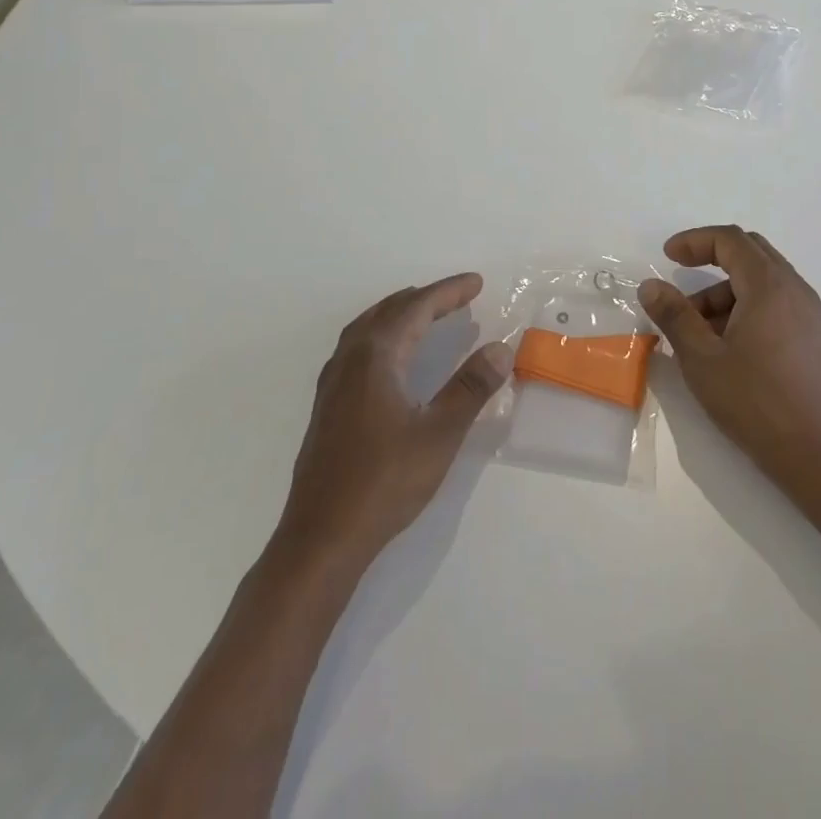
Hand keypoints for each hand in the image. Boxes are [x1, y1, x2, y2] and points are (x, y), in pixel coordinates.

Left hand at [278, 274, 511, 563]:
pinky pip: (357, 347)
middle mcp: (350, 359)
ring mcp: (333, 383)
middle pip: (390, 311)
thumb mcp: (439, 434)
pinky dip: (381, 333)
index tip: (476, 282)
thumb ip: (470, 388)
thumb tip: (500, 348)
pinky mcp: (327, 405)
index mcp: (376, 357)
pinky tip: (389, 355)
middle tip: (459, 295)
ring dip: (400, 312)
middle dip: (426, 298)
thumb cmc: (384, 482)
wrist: (321, 537)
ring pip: (368, 327)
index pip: (417, 308)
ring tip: (425, 311)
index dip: (448, 292)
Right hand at [641, 227, 820, 488]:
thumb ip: (674, 316)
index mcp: (768, 285)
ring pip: (761, 280)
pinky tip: (725, 343)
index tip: (668, 256)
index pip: (730, 240)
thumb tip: (651, 285)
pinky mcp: (811, 336)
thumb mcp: (702, 358)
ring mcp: (807, 313)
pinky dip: (744, 306)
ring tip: (696, 328)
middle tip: (681, 276)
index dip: (695, 241)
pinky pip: (773, 302)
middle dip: (711, 259)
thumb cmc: (756, 402)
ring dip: (725, 290)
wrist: (819, 454)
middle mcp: (793, 289)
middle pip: (749, 252)